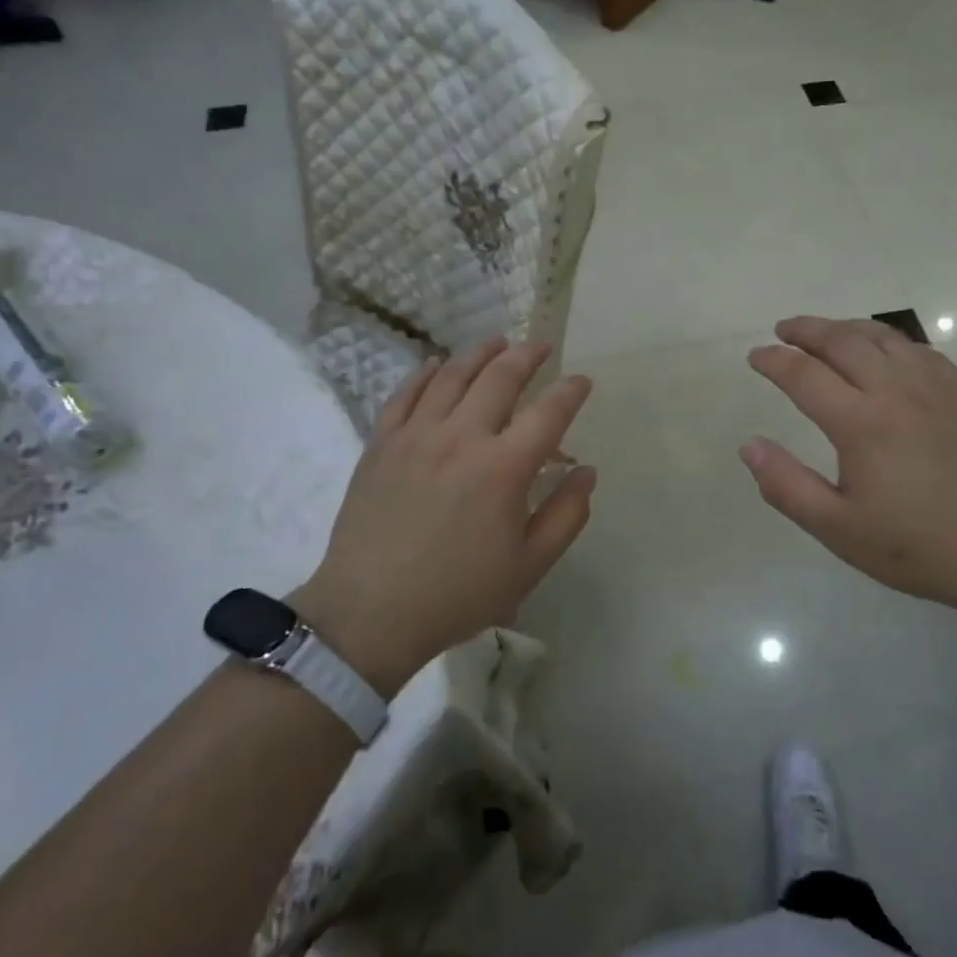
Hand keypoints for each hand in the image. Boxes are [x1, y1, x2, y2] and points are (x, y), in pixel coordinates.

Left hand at [293, 340, 595, 693]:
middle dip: (526, 355)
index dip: (571, 391)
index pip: (549, 412)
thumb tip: (586, 471)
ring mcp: (416, 435)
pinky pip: (405, 394)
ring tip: (496, 343)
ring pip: (452, 375)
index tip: (582, 380)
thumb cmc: (458, 593)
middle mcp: (462, 437)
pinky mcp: (381, 444)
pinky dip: (424, 373)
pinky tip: (436, 364)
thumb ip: (566, 515)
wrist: (370, 612)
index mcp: (504, 468)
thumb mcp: (529, 566)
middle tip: (540, 347)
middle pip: (500, 377)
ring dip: (479, 354)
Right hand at [742, 316, 956, 624]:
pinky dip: (888, 339)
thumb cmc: (919, 546)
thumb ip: (787, 486)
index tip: (755, 356)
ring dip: (845, 328)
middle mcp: (895, 390)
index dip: (774, 360)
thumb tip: (748, 446)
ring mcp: (935, 387)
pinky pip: (917, 348)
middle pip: (842, 341)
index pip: (804, 374)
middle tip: (783, 330)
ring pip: (881, 337)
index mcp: (861, 423)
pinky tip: (884, 351)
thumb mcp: (839, 529)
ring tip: (825, 332)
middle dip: (806, 330)